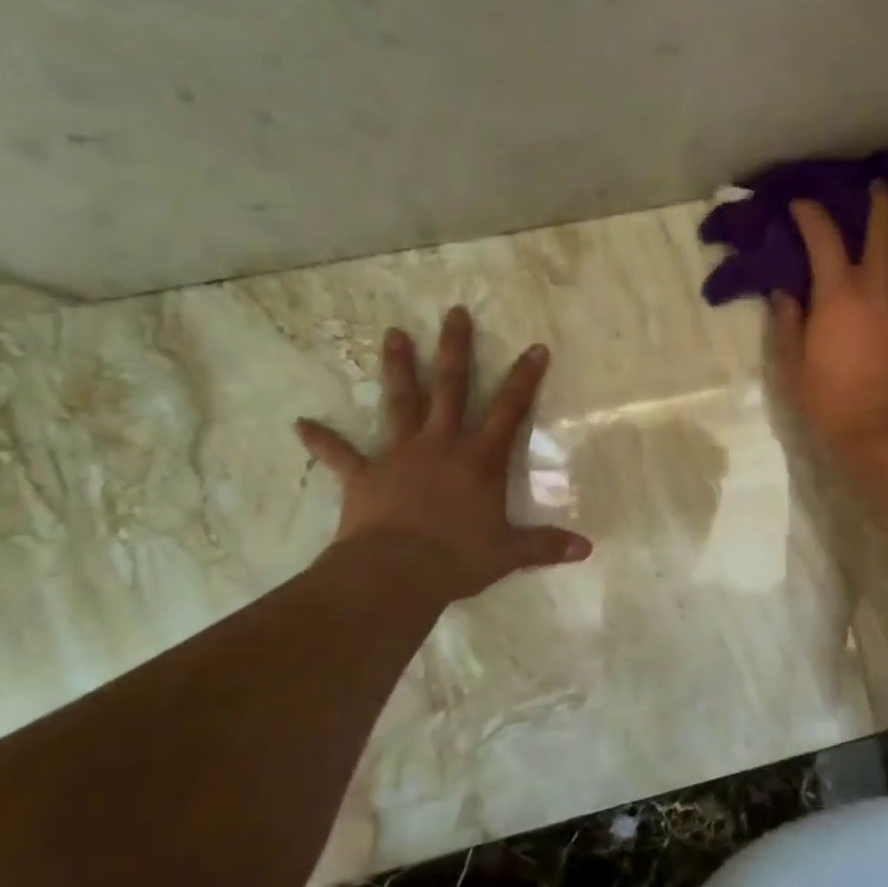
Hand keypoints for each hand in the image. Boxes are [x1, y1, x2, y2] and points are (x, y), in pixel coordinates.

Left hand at [295, 307, 590, 600]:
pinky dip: (321, 440)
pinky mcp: (364, 475)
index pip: (509, 410)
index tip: (534, 347)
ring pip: (401, 403)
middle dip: (455, 350)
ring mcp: (399, 456)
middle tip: (454, 312)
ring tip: (393, 334)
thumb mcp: (509, 552)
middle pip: (451, 388)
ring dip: (399, 369)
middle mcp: (441, 445)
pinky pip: (340, 455)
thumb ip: (546, 545)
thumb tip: (587, 548)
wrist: (394, 573)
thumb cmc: (457, 558)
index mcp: (478, 459)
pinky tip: (300, 424)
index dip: (524, 379)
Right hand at [771, 182, 887, 462]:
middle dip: (876, 201)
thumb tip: (784, 292)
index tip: (800, 205)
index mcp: (838, 294)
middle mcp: (879, 285)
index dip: (810, 214)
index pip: (823, 237)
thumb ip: (788, 323)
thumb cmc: (833, 403)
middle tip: (874, 186)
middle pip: (882, 228)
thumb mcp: (794, 367)